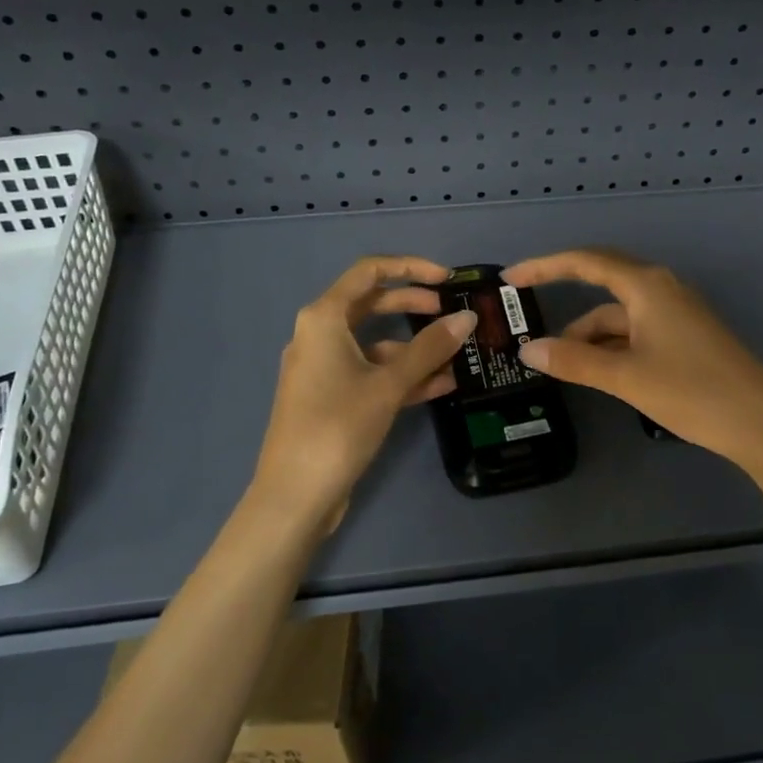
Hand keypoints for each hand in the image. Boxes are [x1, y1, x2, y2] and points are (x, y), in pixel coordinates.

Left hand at [248, 256, 477, 531]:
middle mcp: (320, 335)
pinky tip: (442, 384)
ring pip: (376, 343)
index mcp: (323, 318)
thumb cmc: (337, 426)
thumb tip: (467, 318)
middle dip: (414, 305)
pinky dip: (403, 374)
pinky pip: (372, 373)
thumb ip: (430, 348)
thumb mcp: (388, 384)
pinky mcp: (332, 397)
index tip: (446, 279)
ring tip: (458, 354)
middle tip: (452, 313)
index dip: (410, 268)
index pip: (369, 272)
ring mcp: (325, 368)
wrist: (294, 495)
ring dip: (415, 346)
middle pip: (372, 304)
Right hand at [501, 249, 762, 469]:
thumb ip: (575, 360)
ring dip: (589, 332)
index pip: (586, 262)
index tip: (511, 278)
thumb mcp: (626, 376)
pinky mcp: (686, 336)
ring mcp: (677, 313)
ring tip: (558, 361)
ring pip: (619, 313)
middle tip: (525, 313)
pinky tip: (596, 368)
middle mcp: (662, 289)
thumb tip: (528, 350)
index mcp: (647, 286)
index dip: (545, 266)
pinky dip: (612, 344)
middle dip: (563, 296)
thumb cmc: (693, 391)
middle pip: (602, 282)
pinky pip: (636, 329)